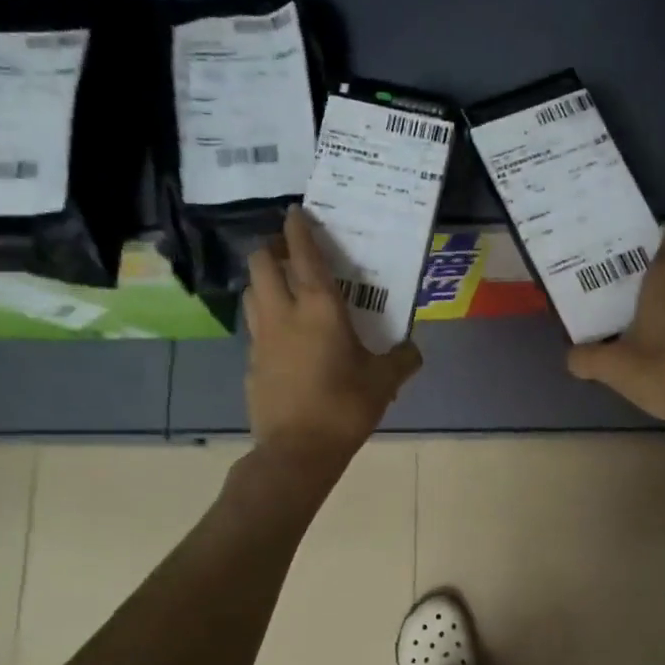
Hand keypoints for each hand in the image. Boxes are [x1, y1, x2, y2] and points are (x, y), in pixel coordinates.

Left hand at [244, 206, 422, 467]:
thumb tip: (413, 350)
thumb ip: (402, 360)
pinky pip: (255, 328)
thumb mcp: (383, 383)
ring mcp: (261, 338)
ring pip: (252, 292)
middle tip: (291, 254)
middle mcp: (283, 313)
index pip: (302, 253)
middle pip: (261, 262)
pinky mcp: (251, 364)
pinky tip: (283, 337)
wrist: (297, 452)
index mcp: (319, 308)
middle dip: (272, 249)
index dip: (298, 228)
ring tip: (283, 289)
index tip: (296, 212)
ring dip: (264, 281)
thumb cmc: (344, 408)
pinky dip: (265, 319)